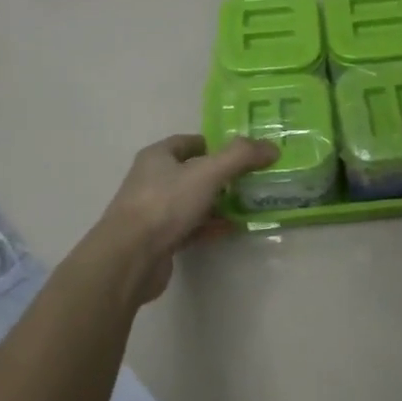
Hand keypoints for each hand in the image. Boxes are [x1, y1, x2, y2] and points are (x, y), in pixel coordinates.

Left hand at [93, 134, 277, 302]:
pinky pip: (190, 228)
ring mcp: (154, 212)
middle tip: (252, 180)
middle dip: (221, 175)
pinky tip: (231, 229)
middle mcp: (152, 180)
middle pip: (193, 172)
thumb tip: (271, 147)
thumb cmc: (165, 204)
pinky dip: (210, 227)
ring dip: (218, 203)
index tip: (244, 153)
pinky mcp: (159, 240)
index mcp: (157, 156)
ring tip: (248, 204)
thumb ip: (240, 157)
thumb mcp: (207, 173)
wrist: (130, 258)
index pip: (190, 142)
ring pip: (192, 201)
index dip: (216, 145)